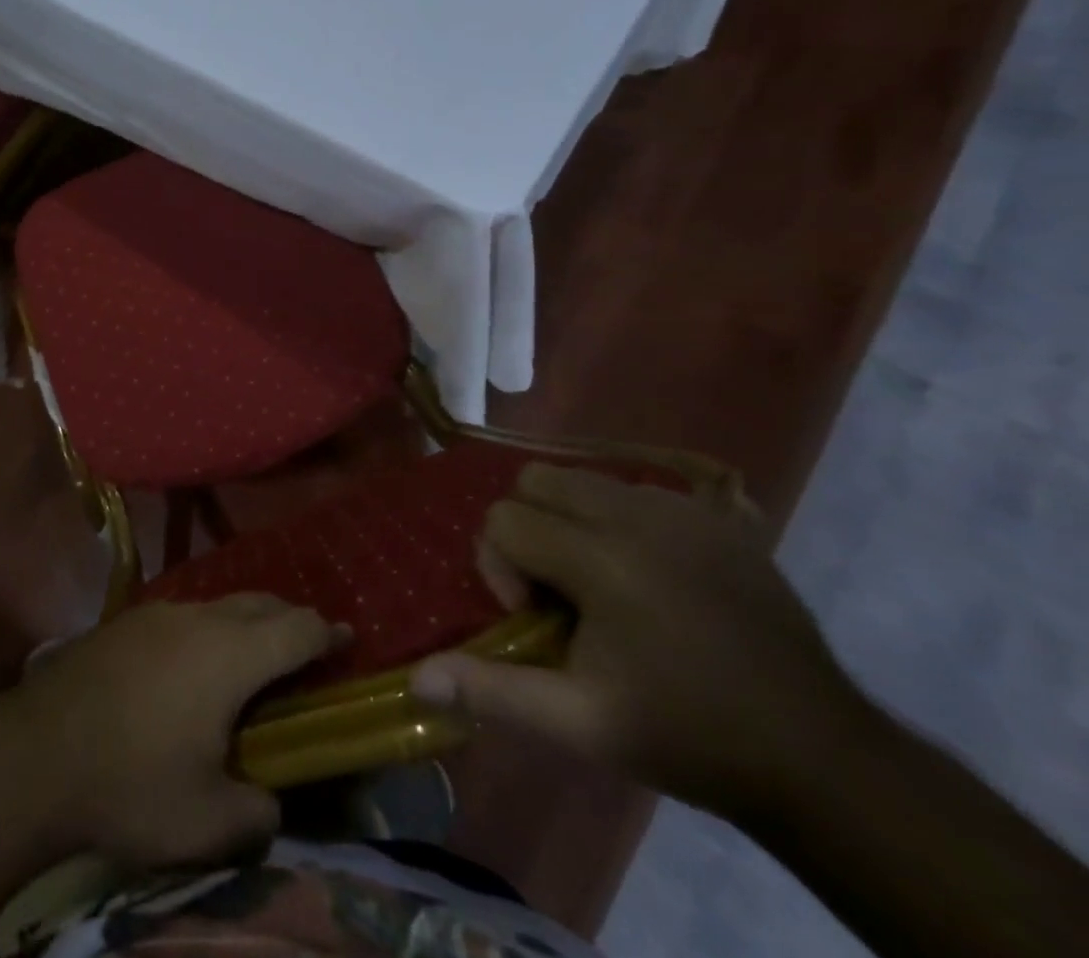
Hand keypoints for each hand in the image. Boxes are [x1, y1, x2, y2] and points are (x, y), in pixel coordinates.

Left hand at [0, 596, 347, 868]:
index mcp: (230, 654)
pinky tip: (194, 666)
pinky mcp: (126, 621)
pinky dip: (209, 630)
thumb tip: (267, 798)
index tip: (347, 641)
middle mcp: (198, 618)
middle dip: (290, 621)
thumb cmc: (131, 783)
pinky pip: (185, 615)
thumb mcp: (209, 823)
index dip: (328, 634)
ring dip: (247, 624)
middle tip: (306, 653)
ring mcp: (158, 613)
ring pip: (220, 605)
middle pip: (261, 603)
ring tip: (252, 661)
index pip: (297, 628)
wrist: (37, 752)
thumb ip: (258, 811)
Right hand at [410, 461, 867, 817]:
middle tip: (561, 592)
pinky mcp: (720, 518)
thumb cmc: (687, 737)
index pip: (504, 517)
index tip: (536, 620)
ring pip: (584, 478)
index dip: (500, 567)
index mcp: (602, 558)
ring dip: (571, 521)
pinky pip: (636, 491)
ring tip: (602, 584)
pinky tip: (649, 576)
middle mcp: (638, 515)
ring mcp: (685, 511)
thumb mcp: (581, 724)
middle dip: (529, 529)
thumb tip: (417, 677)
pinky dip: (620, 521)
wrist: (821, 759)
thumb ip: (494, 690)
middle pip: (536, 480)